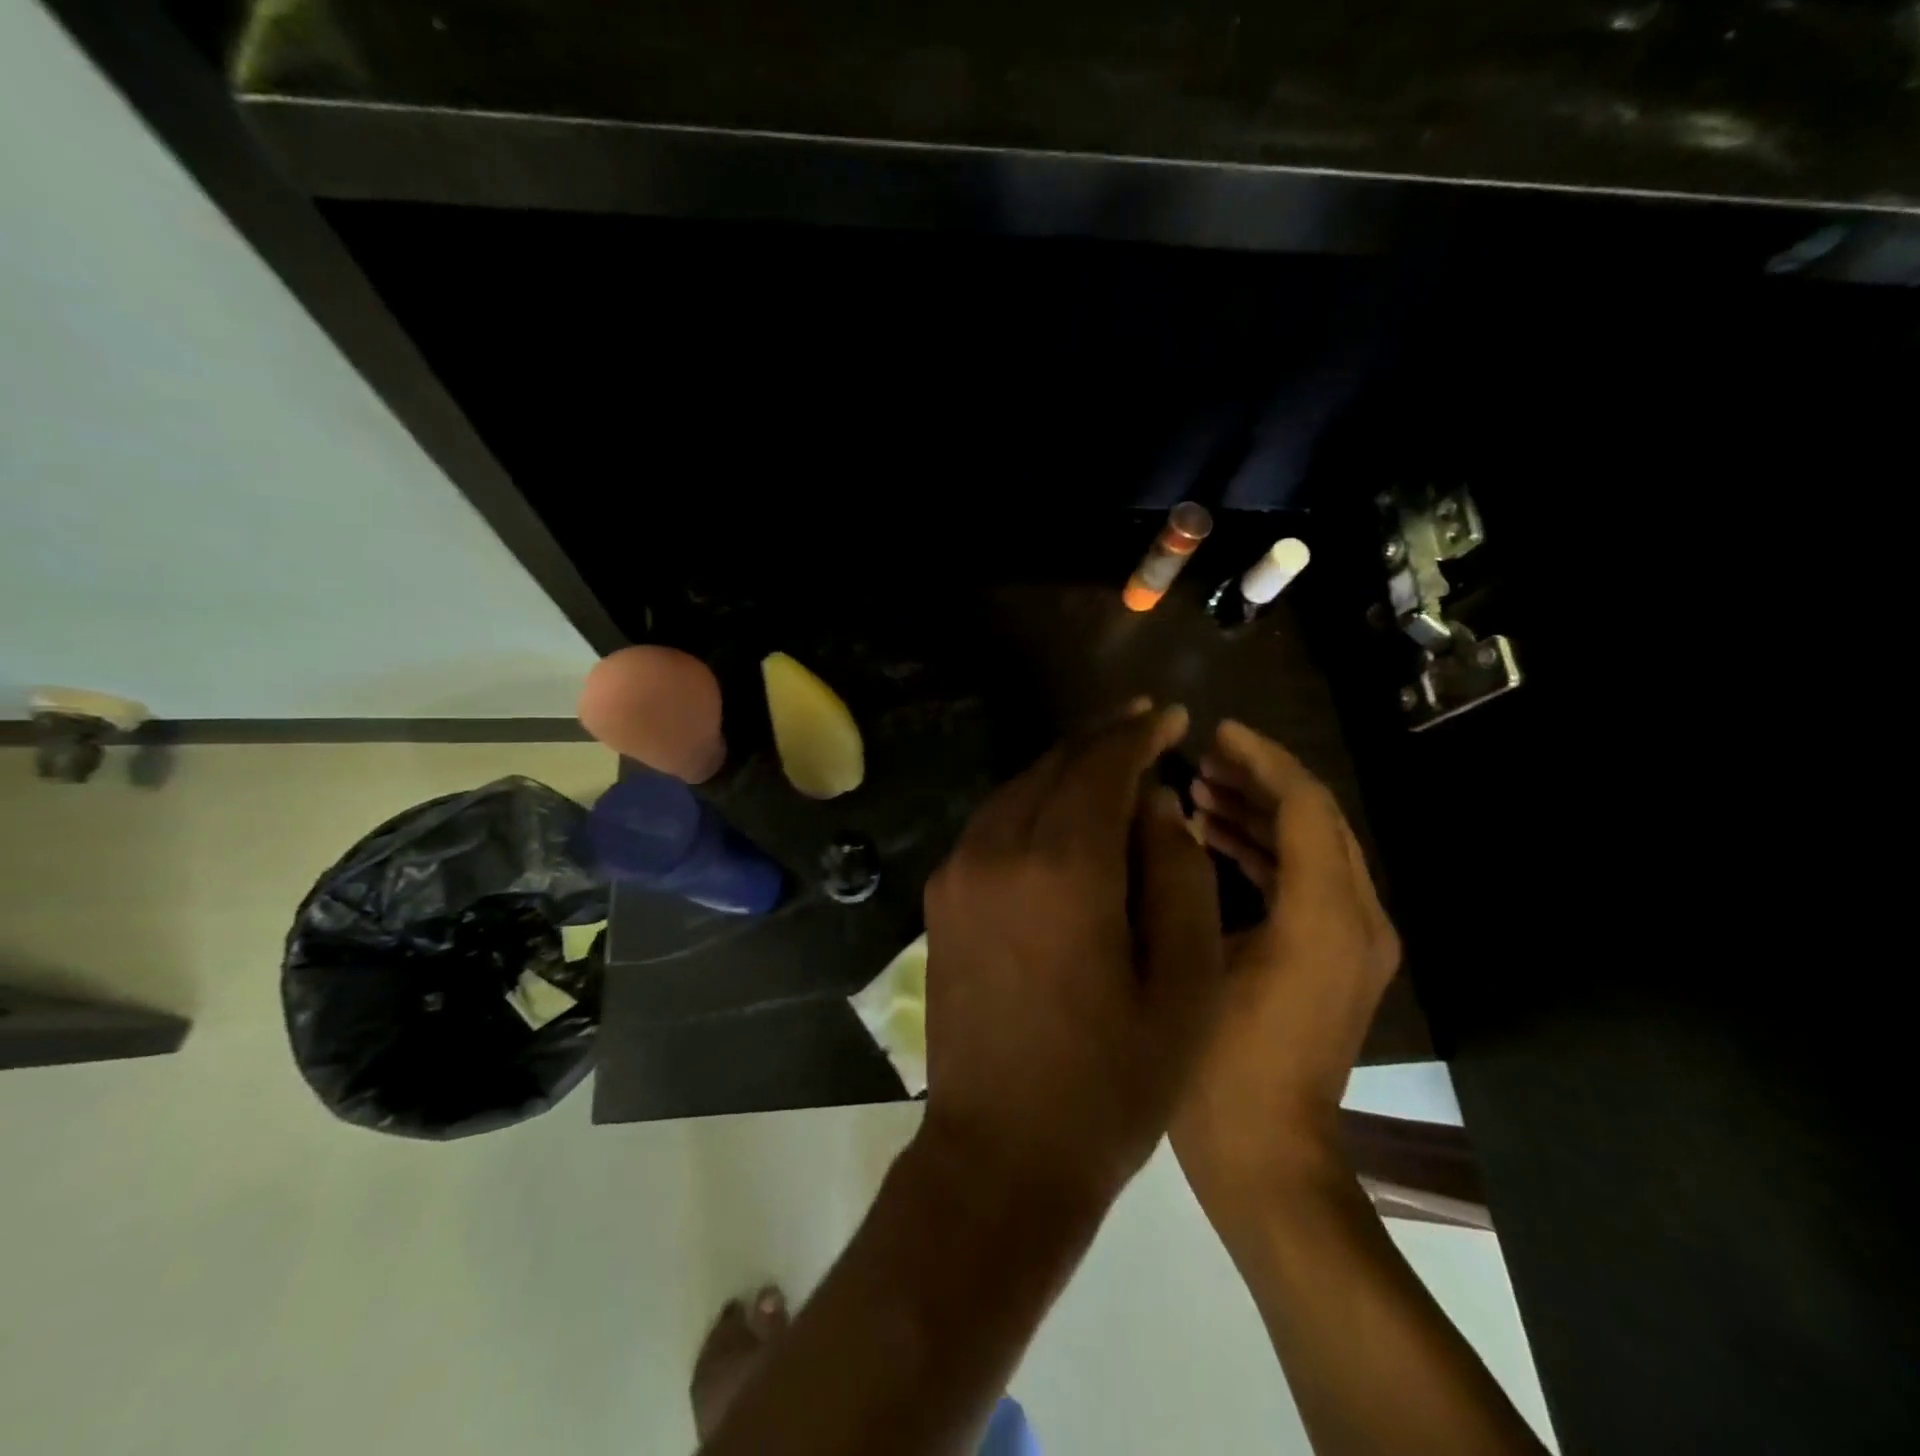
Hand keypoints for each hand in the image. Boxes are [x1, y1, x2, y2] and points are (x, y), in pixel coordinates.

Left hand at [920, 703, 1225, 1210]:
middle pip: (1054, 766)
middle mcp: (998, 850)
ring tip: (1109, 765)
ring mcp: (958, 872)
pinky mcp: (941, 898)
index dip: (1138, 734)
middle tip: (1143, 727)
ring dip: (1064, 769)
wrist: (1002, 1153)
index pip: (1102, 766)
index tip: (1170, 715)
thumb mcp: (1183, 982)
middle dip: (1101, 740)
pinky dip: (1032, 803)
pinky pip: (992, 824)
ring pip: (1018, 789)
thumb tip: (1154, 803)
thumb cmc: (1111, 1081)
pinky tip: (1061, 816)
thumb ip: (1176, 873)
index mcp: (1063, 867)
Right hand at [1174, 721, 1401, 1213]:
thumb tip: (1168, 815)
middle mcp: (1358, 918)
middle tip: (1200, 757)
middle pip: (1316, 819)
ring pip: (1312, 849)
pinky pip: (1306, 882)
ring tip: (1199, 792)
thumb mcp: (1196, 958)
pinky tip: (1212, 841)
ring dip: (1260, 813)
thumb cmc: (1220, 1062)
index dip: (1261, 758)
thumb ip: (1188, 879)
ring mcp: (1353, 942)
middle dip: (1259, 779)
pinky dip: (1265, 852)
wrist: (1268, 1157)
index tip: (1215, 731)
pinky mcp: (1335, 959)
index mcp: (1328, 914)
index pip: (1306, 805)